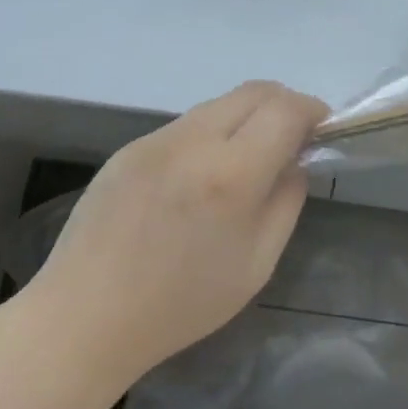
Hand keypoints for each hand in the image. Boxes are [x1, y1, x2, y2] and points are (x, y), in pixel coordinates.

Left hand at [31, 81, 327, 382]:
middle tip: (292, 138)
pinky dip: (210, 134)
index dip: (312, 111)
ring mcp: (156, 139)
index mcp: (231, 175)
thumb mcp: (257, 264)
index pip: (286, 109)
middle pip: (254, 91)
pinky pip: (185, 125)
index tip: (321, 130)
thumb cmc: (181, 304)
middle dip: (284, 104)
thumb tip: (295, 161)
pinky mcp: (130, 147)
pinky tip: (199, 177)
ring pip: (219, 104)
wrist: (86, 317)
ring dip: (246, 118)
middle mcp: (193, 141)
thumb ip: (286, 201)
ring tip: (245, 160)